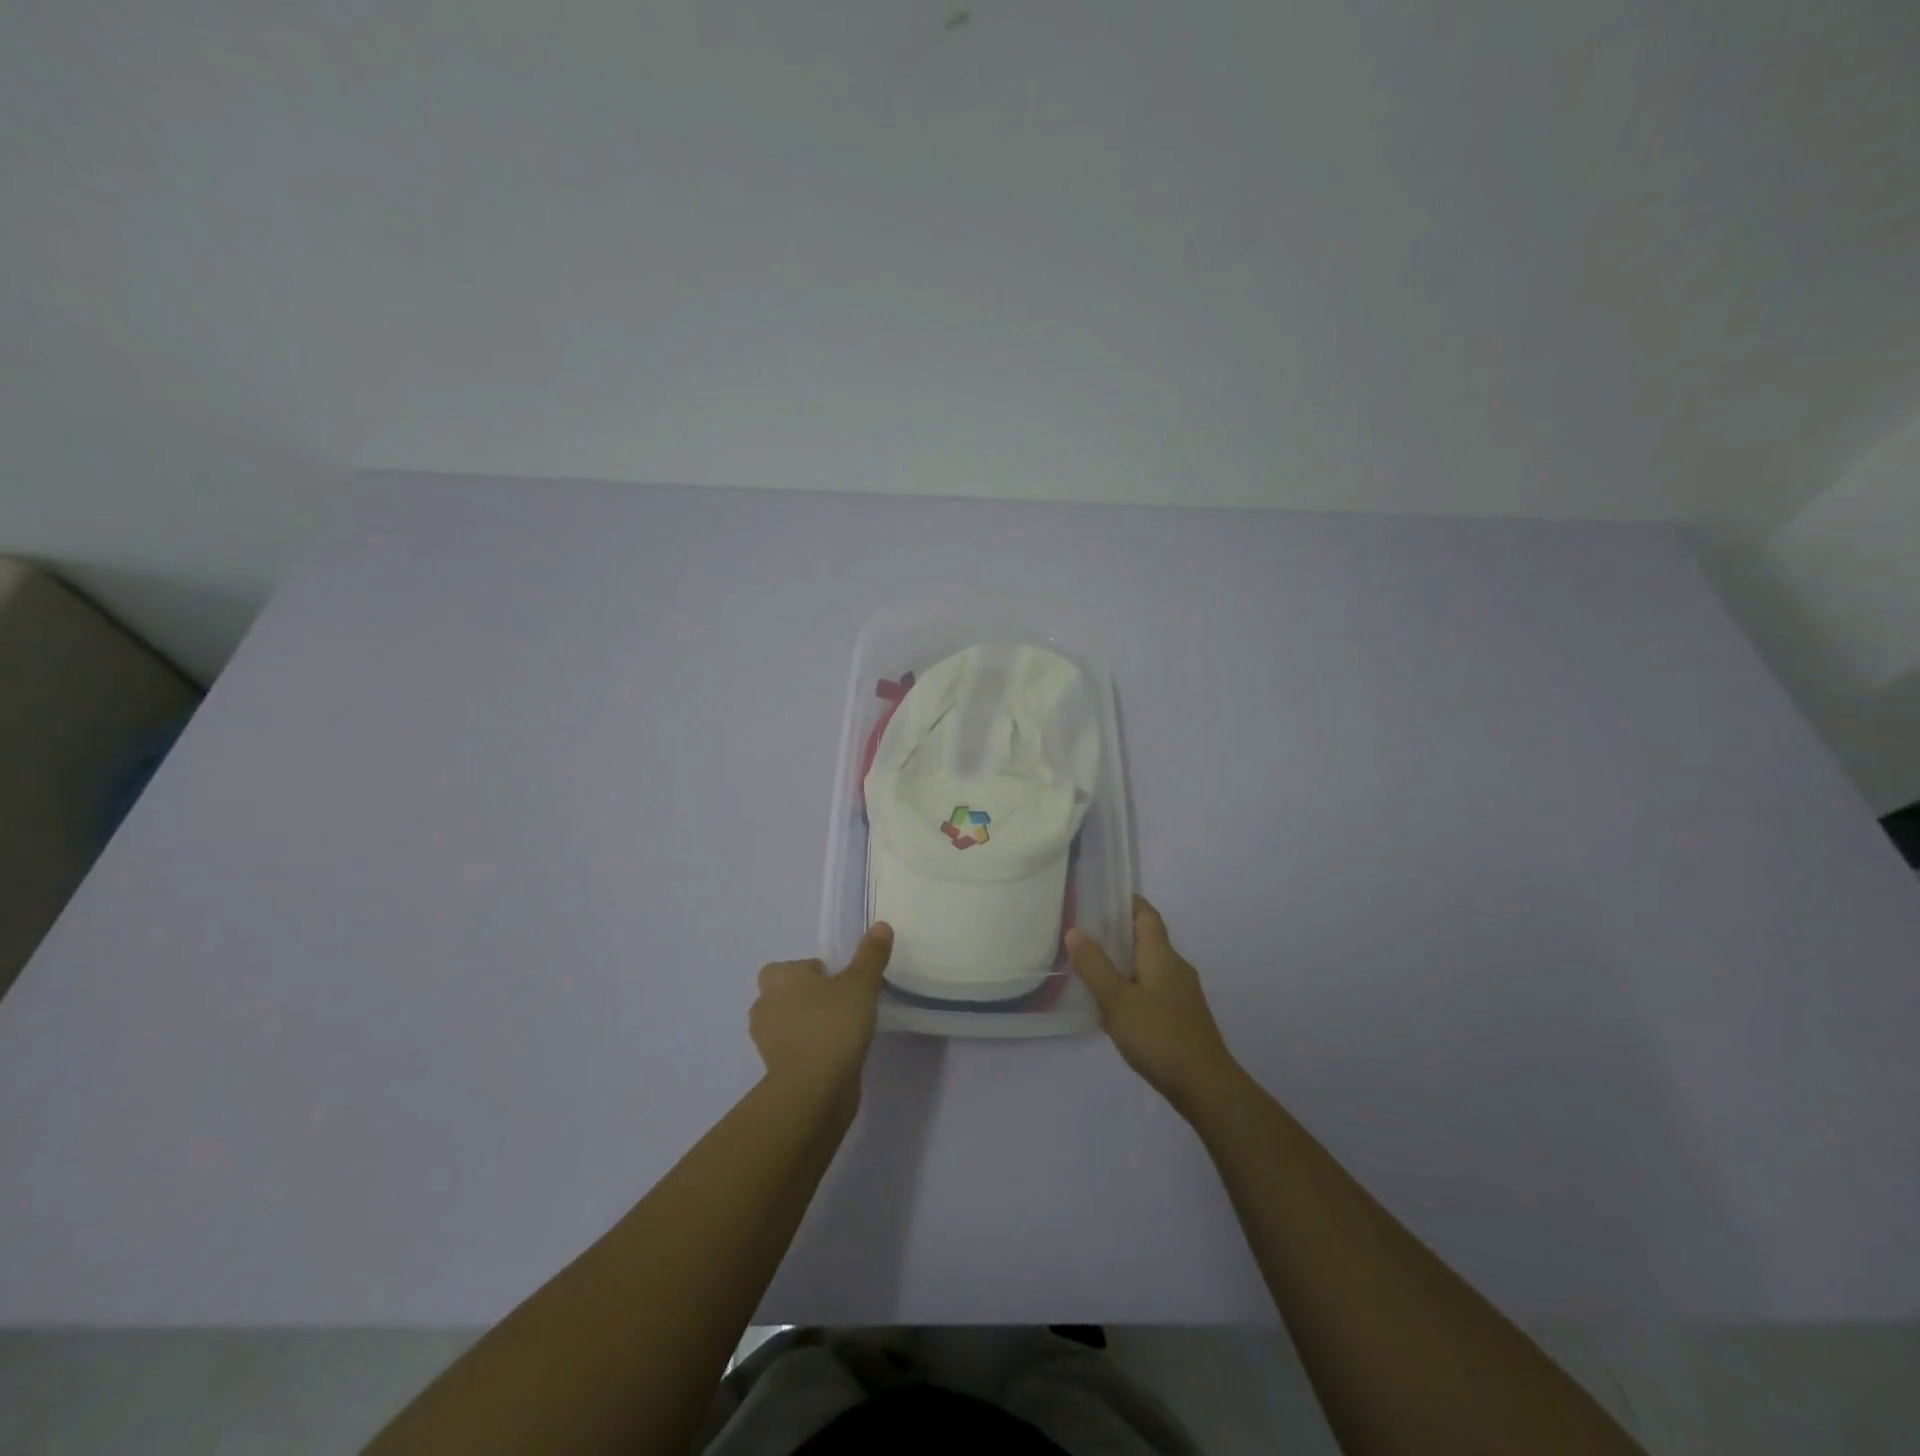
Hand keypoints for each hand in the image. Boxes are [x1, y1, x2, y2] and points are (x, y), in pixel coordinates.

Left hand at [750, 924, 893, 1103]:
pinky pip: (796, 1050)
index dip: (817, 973)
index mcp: (778, 978)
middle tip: (845, 1005)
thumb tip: (881, 925)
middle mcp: (764, 1005)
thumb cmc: (833, 1025)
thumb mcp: (860, 984)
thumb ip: (870, 955)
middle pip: (790, 994)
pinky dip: (811, 1050)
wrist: (813, 1090)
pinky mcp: (774, 1070)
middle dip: (812, 998)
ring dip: (811, 1025)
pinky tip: (837, 1056)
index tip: (842, 984)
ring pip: (791, 1023)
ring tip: (844, 1032)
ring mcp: (766, 1041)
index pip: (794, 967)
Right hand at [1066, 896, 1239, 1112]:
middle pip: (1148, 939)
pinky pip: (1155, 988)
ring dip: (1125, 962)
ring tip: (1094, 969)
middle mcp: (1176, 966)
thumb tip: (1075, 930)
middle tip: (1086, 934)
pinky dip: (1134, 985)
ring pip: (1151, 965)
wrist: (1205, 1085)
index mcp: (1161, 955)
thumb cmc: (1158, 1035)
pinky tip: (1117, 1005)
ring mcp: (1183, 993)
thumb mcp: (1116, 1000)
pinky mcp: (1184, 1015)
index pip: (1147, 915)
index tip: (1103, 898)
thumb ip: (1094, 965)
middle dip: (1120, 933)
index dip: (1128, 902)